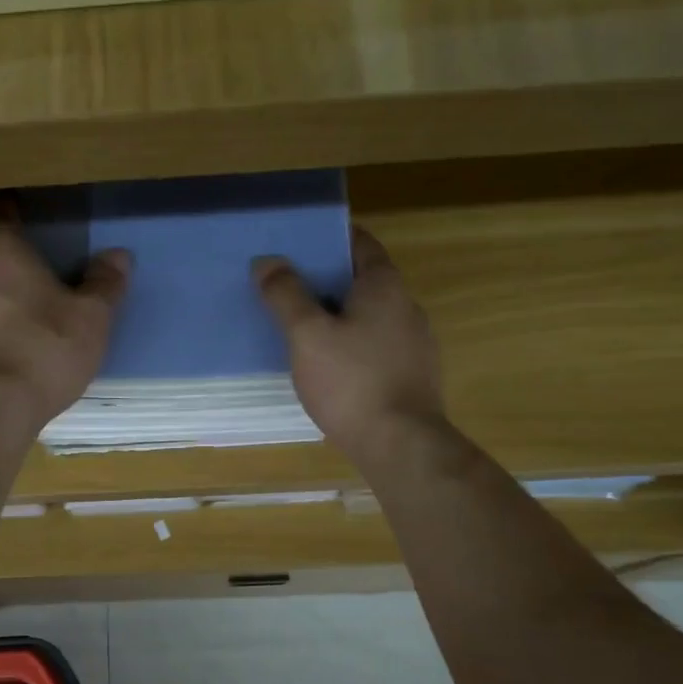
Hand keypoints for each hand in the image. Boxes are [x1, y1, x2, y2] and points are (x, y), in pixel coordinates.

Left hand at [0, 216, 129, 432]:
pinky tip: (22, 345)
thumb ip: (105, 284)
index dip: (11, 214)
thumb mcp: (91, 316)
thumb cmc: (47, 348)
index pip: (1, 221)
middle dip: (17, 264)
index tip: (20, 210)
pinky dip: (1, 328)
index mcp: (4, 258)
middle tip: (46, 271)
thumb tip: (118, 256)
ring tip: (37, 312)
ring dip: (8, 299)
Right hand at [254, 227, 447, 465]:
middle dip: (326, 279)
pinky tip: (329, 365)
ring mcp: (414, 343)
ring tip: (300, 325)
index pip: (359, 242)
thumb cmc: (351, 382)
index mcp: (384, 286)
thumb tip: (267, 261)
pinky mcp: (412, 375)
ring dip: (338, 314)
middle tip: (285, 285)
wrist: (401, 445)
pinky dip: (352, 344)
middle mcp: (406, 306)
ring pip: (369, 315)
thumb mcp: (308, 335)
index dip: (327, 238)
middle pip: (363, 279)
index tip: (295, 243)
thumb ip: (286, 295)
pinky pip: (376, 345)